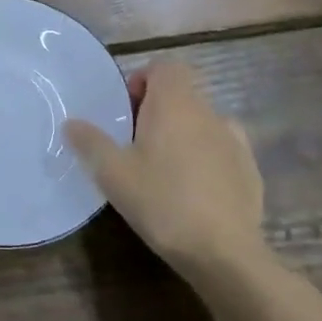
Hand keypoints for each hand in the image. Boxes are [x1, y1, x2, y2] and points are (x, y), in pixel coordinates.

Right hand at [65, 62, 266, 278]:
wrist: (225, 254)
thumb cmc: (163, 202)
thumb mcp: (112, 173)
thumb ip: (90, 142)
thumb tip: (71, 123)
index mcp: (175, 104)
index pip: (165, 66)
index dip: (143, 80)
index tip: (126, 111)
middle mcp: (208, 112)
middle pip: (182, 94)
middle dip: (157, 110)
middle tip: (135, 144)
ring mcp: (234, 141)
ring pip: (202, 122)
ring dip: (182, 134)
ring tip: (164, 169)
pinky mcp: (250, 170)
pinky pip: (222, 150)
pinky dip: (206, 158)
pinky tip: (193, 191)